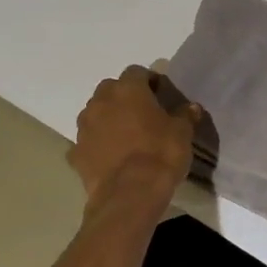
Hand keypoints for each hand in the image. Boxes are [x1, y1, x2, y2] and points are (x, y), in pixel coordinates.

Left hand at [69, 66, 199, 206]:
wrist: (129, 195)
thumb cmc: (160, 154)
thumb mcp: (183, 133)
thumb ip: (185, 115)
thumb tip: (191, 107)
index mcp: (128, 90)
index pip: (137, 72)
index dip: (149, 81)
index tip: (160, 94)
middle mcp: (101, 102)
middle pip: (110, 89)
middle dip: (124, 97)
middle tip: (142, 113)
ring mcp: (84, 128)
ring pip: (95, 113)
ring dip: (108, 118)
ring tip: (125, 135)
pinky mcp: (75, 153)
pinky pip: (88, 141)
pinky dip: (97, 144)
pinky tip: (110, 157)